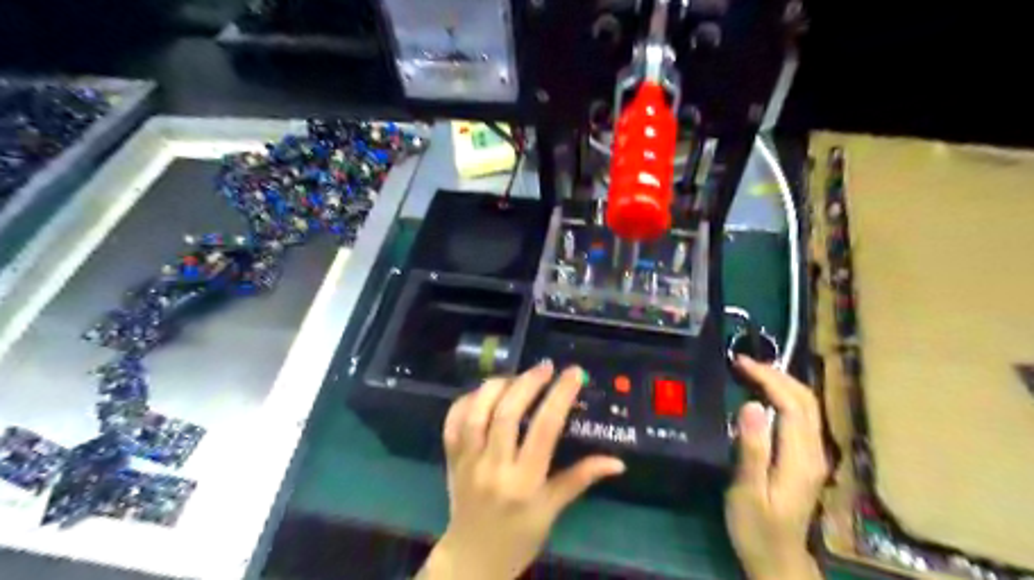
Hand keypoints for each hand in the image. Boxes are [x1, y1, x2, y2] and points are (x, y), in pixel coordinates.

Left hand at [416, 362, 624, 579]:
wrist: (473, 559)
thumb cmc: (519, 537)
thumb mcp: (553, 511)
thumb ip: (581, 479)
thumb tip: (617, 461)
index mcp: (524, 482)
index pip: (544, 429)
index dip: (560, 395)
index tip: (573, 373)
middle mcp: (493, 466)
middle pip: (507, 412)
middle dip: (528, 382)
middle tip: (545, 367)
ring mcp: (467, 461)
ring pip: (477, 411)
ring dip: (497, 386)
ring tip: (516, 377)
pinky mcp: (451, 458)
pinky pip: (453, 421)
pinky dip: (466, 400)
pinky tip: (484, 392)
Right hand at [726, 356, 829, 579]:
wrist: (777, 559)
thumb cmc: (756, 527)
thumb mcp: (747, 490)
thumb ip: (752, 449)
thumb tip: (751, 405)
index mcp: (800, 457)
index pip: (791, 404)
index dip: (767, 378)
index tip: (739, 363)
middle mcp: (814, 451)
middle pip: (806, 400)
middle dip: (777, 374)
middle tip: (744, 362)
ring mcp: (814, 455)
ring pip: (807, 406)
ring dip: (782, 383)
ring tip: (751, 371)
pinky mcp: (807, 459)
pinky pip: (801, 416)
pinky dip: (784, 396)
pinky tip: (764, 395)